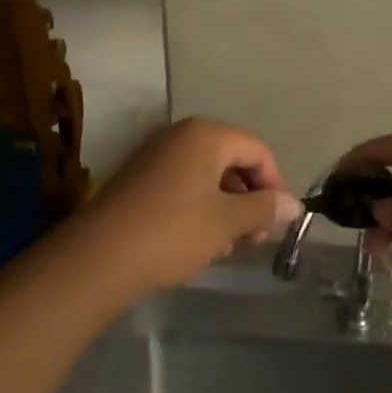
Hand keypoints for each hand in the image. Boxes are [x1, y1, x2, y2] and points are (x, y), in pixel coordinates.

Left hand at [80, 117, 302, 292]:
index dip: (274, 185)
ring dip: (225, 207)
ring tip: (224, 245)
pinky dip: (199, 208)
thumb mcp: (226, 222)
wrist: (97, 258)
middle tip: (252, 238)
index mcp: (207, 135)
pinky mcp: (138, 178)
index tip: (276, 223)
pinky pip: (182, 185)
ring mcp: (156, 155)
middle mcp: (181, 135)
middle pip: (232, 160)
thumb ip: (264, 209)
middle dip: (248, 199)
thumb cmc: (172, 231)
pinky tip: (196, 241)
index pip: (258, 151)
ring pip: (207, 176)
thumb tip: (294, 205)